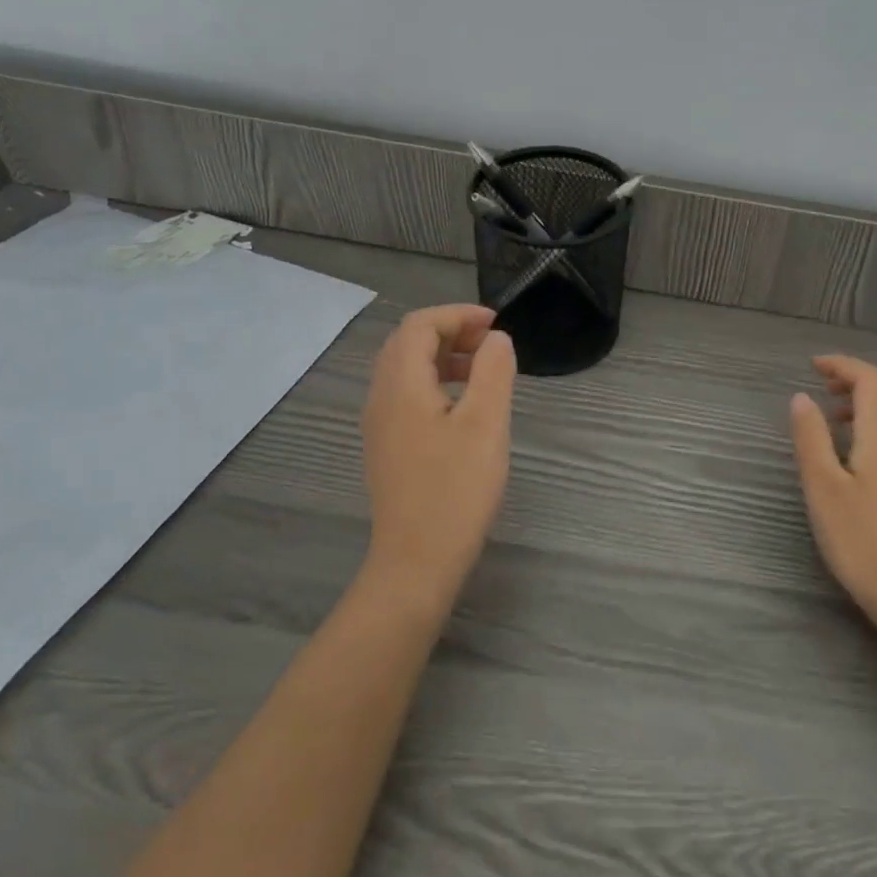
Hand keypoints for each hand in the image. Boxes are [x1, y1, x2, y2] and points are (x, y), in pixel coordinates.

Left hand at [360, 304, 516, 608]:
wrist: (417, 561)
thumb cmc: (456, 489)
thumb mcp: (486, 424)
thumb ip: (493, 371)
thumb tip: (496, 338)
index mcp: (401, 386)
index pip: (419, 326)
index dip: (457, 315)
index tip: (496, 325)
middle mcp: (381, 398)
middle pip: (407, 343)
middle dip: (450, 331)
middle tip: (491, 343)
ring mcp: (380, 425)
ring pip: (405, 369)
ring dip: (443, 356)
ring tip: (484, 369)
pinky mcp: (387, 446)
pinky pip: (406, 395)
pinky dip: (435, 381)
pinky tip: (464, 406)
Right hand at [789, 355, 876, 631]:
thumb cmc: (860, 540)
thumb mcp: (822, 487)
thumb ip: (811, 438)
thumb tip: (801, 397)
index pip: (870, 378)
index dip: (842, 364)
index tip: (812, 366)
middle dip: (859, 374)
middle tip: (825, 385)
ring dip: (869, 396)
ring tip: (832, 414)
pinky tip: (853, 445)